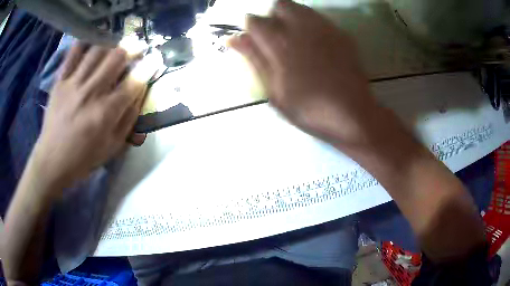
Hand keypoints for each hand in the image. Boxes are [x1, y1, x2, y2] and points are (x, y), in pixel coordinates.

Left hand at [33, 43, 146, 186]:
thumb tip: (139, 93)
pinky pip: (73, 54)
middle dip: (132, 47)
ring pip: (97, 50)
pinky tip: (90, 45)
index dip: (149, 66)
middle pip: (116, 57)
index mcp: (106, 113)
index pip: (134, 81)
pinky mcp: (60, 82)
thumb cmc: (83, 158)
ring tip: (113, 49)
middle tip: (137, 46)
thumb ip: (129, 119)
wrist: (52, 161)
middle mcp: (91, 93)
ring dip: (110, 46)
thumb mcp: (112, 147)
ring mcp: (73, 84)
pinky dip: (83, 44)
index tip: (155, 58)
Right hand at [230, 0, 376, 144]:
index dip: (250, 27)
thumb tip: (233, 38)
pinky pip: (319, 18)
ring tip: (293, 38)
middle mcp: (301, 28)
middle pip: (280, 5)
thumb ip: (254, 60)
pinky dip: (310, 22)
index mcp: (280, 44)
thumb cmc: (309, 109)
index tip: (253, 38)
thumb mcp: (274, 91)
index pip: (255, 21)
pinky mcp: (341, 34)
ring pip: (300, 7)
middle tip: (274, 36)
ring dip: (291, 16)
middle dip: (272, 16)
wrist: (353, 114)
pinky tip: (313, 41)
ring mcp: (324, 29)